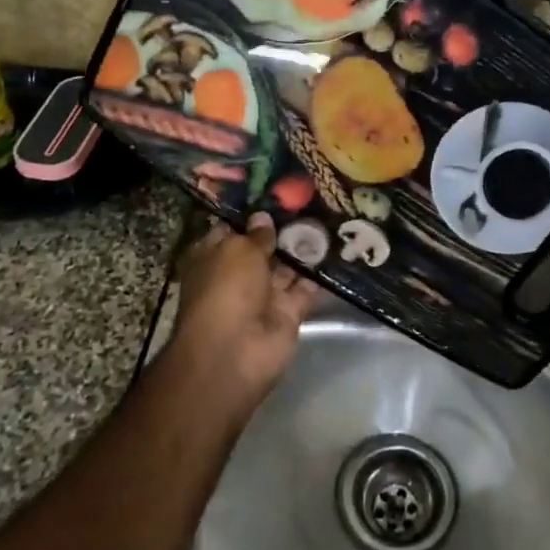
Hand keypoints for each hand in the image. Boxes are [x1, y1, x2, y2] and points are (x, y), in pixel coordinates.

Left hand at [166, 213, 316, 421]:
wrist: (236, 352)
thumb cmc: (226, 290)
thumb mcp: (239, 250)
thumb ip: (256, 235)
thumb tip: (262, 217)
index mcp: (212, 259)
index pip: (230, 232)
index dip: (250, 217)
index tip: (275, 197)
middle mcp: (236, 277)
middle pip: (261, 250)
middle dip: (281, 231)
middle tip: (311, 203)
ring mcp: (262, 298)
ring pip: (285, 269)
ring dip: (302, 250)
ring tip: (327, 221)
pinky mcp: (287, 314)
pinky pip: (305, 290)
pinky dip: (318, 275)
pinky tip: (336, 250)